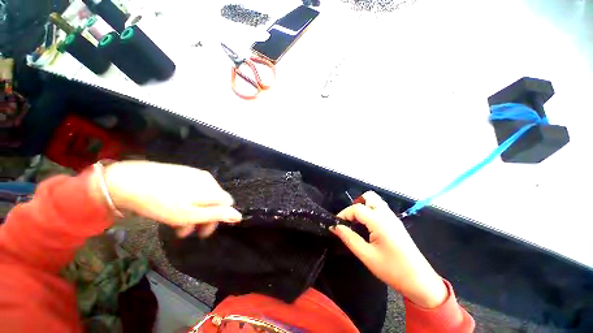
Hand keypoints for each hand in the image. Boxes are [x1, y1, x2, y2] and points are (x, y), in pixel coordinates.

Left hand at [96, 161, 241, 237]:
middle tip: (186, 231)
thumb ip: (217, 214)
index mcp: (212, 189)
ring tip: (175, 222)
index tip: (203, 231)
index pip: (228, 204)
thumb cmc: (162, 203)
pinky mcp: (184, 172)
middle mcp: (209, 180)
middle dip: (204, 217)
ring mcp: (196, 174)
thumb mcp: (190, 214)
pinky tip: (173, 206)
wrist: (129, 181)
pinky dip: (188, 200)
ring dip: (194, 211)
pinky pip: (194, 188)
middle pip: (215, 200)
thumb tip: (239, 215)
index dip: (219, 218)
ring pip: (203, 196)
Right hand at [331, 191, 447, 308]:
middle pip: (369, 197)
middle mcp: (386, 215)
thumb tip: (335, 227)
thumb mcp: (367, 256)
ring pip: (375, 201)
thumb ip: (349, 238)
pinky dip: (370, 211)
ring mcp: (393, 218)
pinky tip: (368, 227)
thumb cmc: (392, 270)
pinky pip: (380, 209)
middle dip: (356, 205)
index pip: (356, 208)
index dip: (344, 214)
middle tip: (350, 220)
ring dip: (363, 207)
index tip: (337, 224)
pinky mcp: (396, 223)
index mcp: (379, 221)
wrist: (420, 282)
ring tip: (357, 223)